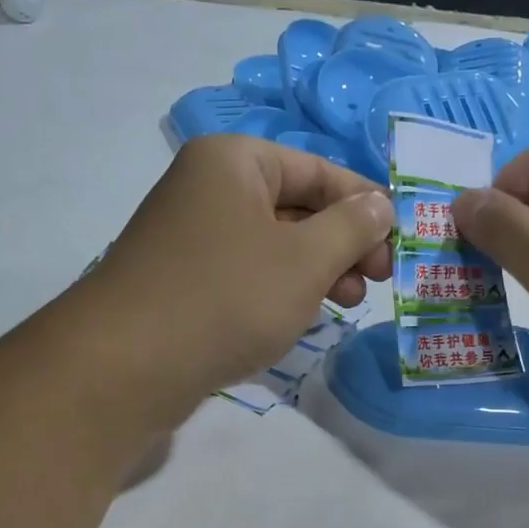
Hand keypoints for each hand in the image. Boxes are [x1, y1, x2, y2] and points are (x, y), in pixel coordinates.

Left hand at [83, 135, 393, 421]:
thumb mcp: (305, 260)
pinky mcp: (183, 281)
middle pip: (295, 206)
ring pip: (272, 244)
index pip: (318, 170)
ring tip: (347, 303)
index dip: (365, 203)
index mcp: (234, 162)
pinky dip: (280, 289)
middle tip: (377, 281)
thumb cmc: (228, 297)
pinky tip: (301, 315)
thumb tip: (380, 204)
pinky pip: (246, 273)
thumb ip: (351, 228)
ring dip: (317, 270)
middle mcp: (208, 189)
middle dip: (342, 243)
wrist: (129, 365)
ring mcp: (191, 237)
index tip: (399, 241)